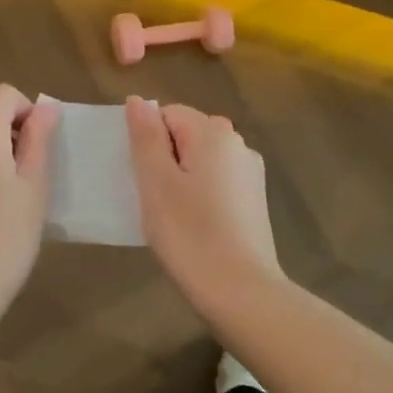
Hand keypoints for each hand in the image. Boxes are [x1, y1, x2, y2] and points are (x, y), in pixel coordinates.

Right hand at [126, 96, 283, 313]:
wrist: (241, 292)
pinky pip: (216, 181)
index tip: (141, 177)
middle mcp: (237, 143)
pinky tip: (193, 226)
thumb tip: (138, 101)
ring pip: (200, 159)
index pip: (167, 113)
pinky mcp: (254, 200)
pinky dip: (199, 194)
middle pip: (186, 134)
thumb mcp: (156, 182)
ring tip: (171, 216)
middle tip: (152, 198)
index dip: (147, 141)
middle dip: (164, 158)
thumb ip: (145, 136)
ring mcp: (250, 172)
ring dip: (180, 178)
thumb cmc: (190, 233)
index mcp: (213, 132)